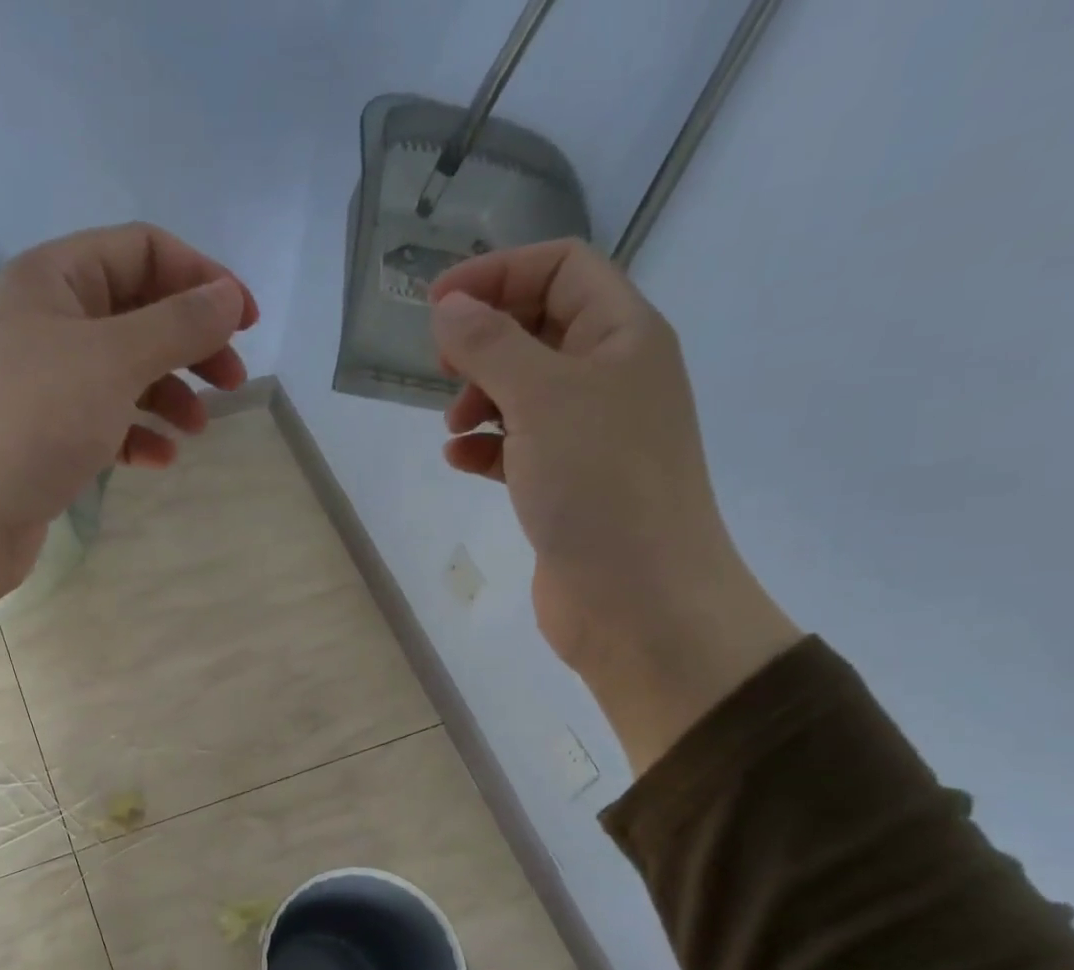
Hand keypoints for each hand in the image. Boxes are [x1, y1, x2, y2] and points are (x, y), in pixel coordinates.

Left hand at [0, 223, 256, 623]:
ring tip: (198, 429)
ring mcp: (45, 382)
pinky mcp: (47, 436)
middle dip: (191, 344)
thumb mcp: (112, 361)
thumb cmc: (33, 422)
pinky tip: (159, 459)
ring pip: (125, 372)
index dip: (202, 279)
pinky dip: (138, 434)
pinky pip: (106, 421)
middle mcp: (48, 321)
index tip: (247, 323)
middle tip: (233, 383)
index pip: (144, 251)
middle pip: (139, 313)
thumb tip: (229, 296)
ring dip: (169, 394)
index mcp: (55, 278)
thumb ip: (178, 325)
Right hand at [429, 240, 798, 771]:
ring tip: (451, 425)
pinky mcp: (566, 486)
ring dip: (481, 396)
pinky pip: (519, 447)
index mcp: (623, 336)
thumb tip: (449, 307)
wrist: (637, 597)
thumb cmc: (599, 484)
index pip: (562, 269)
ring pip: (525, 392)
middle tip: (442, 367)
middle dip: (486, 339)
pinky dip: (486, 447)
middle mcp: (612, 378)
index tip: (436, 305)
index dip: (499, 273)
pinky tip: (458, 460)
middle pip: (541, 328)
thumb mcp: (542, 398)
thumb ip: (491, 345)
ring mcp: (590, 436)